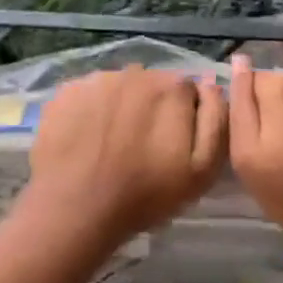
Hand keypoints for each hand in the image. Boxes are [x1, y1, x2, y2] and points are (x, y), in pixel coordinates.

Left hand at [24, 67, 226, 250]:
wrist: (76, 210)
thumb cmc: (146, 194)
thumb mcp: (202, 169)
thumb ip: (216, 120)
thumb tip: (211, 84)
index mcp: (173, 87)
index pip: (188, 91)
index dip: (184, 117)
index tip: (173, 144)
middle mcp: (136, 72)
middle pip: (153, 85)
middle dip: (153, 109)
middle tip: (142, 146)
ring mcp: (96, 79)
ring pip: (120, 88)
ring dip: (122, 107)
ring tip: (112, 144)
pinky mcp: (66, 92)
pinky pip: (89, 95)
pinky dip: (92, 111)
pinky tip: (87, 139)